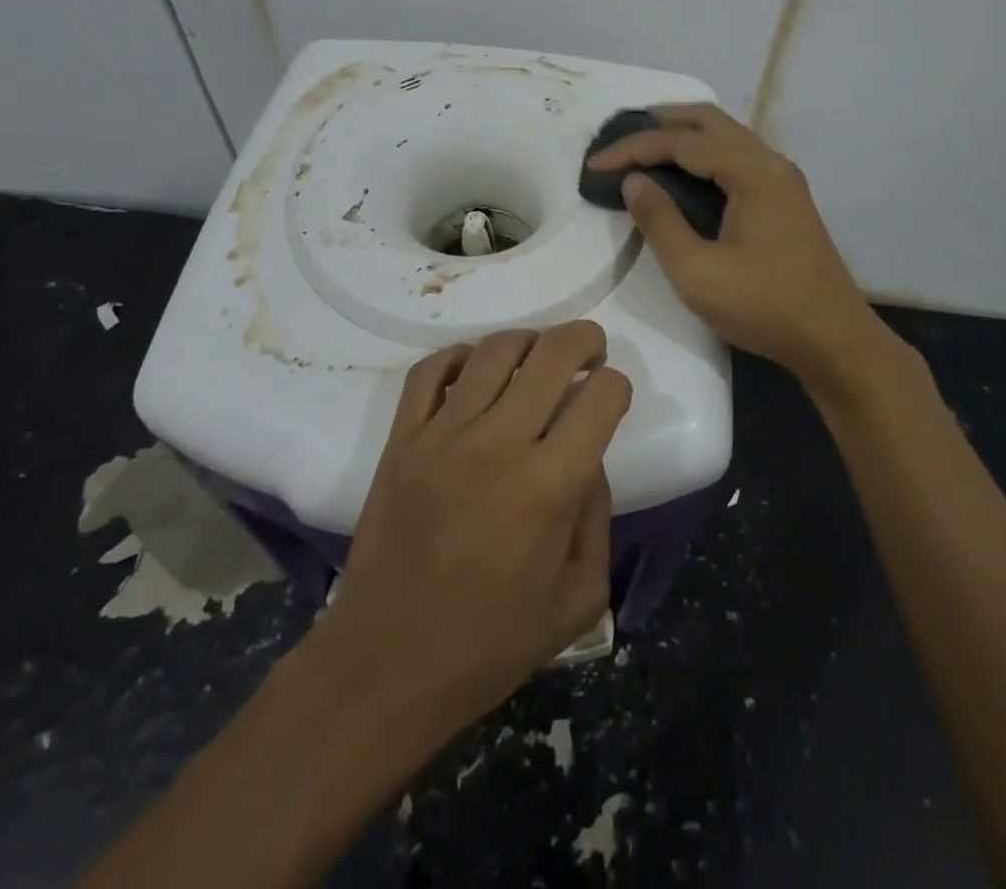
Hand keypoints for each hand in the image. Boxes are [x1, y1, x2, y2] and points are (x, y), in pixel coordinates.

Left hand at [316, 322, 629, 742]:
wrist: (387, 665)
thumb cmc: (491, 643)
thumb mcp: (579, 597)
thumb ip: (597, 516)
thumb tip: (586, 458)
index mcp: (551, 485)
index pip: (603, 394)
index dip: (618, 387)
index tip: (611, 401)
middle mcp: (500, 443)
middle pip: (554, 352)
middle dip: (585, 340)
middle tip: (591, 352)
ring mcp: (443, 435)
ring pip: (495, 350)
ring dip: (529, 342)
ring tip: (537, 358)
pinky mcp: (402, 440)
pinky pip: (430, 370)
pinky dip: (459, 356)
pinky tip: (475, 371)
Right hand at [586, 103, 879, 381]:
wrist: (833, 340)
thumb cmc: (764, 307)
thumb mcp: (697, 272)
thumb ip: (660, 221)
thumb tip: (633, 181)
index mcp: (752, 172)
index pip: (682, 142)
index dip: (633, 148)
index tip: (595, 164)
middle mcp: (770, 162)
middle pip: (709, 120)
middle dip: (659, 122)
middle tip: (618, 135)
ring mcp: (782, 179)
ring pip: (726, 136)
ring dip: (683, 134)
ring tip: (642, 147)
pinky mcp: (784, 198)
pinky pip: (737, 157)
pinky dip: (703, 154)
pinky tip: (683, 173)